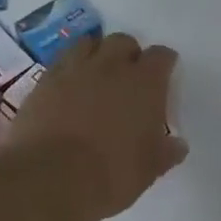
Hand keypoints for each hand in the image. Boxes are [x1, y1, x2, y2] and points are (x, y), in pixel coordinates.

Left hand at [5, 33, 188, 219]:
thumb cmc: (111, 174)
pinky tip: (68, 89)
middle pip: (123, 42)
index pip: (161, 57)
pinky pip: (60, 63)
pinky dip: (68, 70)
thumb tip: (177, 145)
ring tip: (96, 77)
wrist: (50, 178)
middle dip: (128, 55)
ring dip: (96, 55)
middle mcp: (110, 67)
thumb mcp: (149, 170)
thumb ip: (165, 152)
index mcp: (145, 84)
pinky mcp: (43, 82)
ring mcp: (73, 70)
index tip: (163, 78)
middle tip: (128, 79)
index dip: (163, 65)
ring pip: (88, 44)